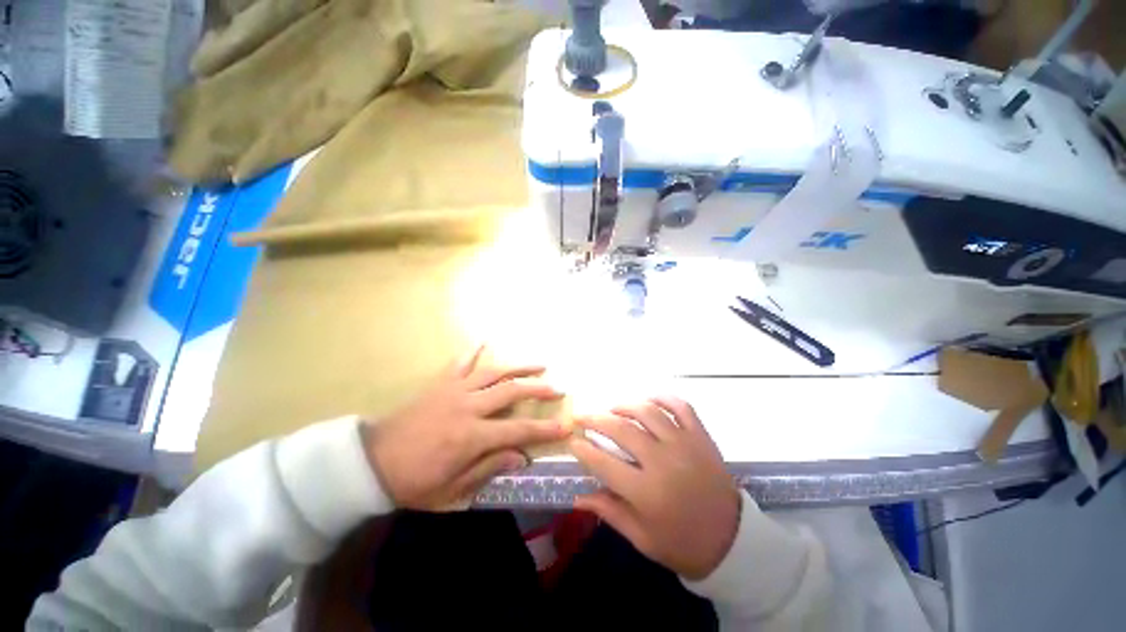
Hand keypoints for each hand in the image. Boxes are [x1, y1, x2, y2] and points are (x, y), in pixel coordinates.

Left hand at [362, 347, 568, 509]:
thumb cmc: (413, 482)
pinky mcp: (440, 384)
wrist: (371, 463)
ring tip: (539, 364)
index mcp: (471, 436)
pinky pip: (460, 364)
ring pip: (493, 372)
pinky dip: (473, 352)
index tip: (565, 424)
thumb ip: (488, 468)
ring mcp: (453, 391)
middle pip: (511, 392)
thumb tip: (520, 457)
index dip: (544, 429)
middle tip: (557, 388)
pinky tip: (484, 342)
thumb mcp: (452, 489)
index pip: (518, 431)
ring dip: (518, 367)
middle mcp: (467, 407)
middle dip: (538, 389)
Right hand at [571, 397, 740, 579]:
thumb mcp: (642, 538)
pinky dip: (663, 398)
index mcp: (646, 492)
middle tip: (582, 416)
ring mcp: (684, 444)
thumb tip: (578, 497)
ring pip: (648, 412)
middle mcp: (663, 462)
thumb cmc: (683, 544)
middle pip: (622, 429)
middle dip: (595, 419)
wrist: (733, 542)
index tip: (572, 440)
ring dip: (625, 405)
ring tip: (613, 409)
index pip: (603, 463)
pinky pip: (681, 406)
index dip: (583, 449)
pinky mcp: (701, 436)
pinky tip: (649, 400)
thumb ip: (609, 512)